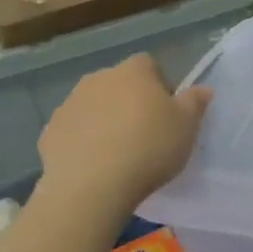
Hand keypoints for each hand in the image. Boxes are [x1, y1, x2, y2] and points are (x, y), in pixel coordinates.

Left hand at [35, 54, 212, 211]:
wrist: (92, 187)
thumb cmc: (149, 148)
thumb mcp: (187, 127)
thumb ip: (195, 102)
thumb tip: (203, 88)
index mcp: (133, 72)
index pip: (148, 65)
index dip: (159, 85)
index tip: (166, 112)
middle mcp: (98, 79)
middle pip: (119, 84)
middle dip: (130, 101)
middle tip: (144, 133)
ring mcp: (69, 104)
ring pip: (93, 105)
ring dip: (104, 120)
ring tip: (118, 152)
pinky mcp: (49, 132)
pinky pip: (73, 130)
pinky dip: (82, 141)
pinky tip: (94, 165)